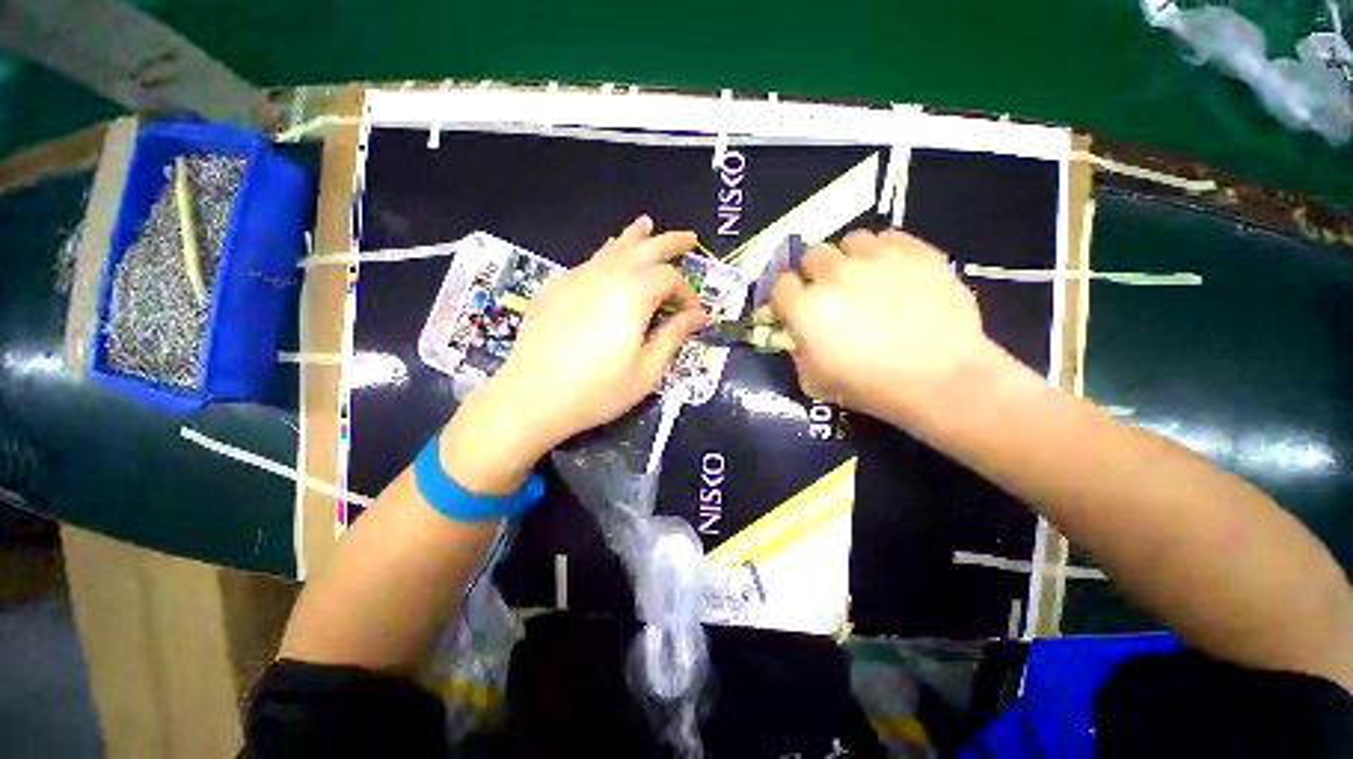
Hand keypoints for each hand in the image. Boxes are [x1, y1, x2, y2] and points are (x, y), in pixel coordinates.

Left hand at [441, 216, 708, 492]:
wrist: (532, 398)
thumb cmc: (598, 390)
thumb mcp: (647, 369)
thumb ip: (674, 336)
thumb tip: (700, 316)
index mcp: (633, 293)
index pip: (670, 278)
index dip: (687, 293)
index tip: (693, 314)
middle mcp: (606, 275)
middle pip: (645, 248)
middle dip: (670, 242)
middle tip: (690, 237)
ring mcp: (576, 277)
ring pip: (613, 248)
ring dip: (634, 237)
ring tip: (646, 224)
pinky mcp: (555, 288)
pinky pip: (589, 261)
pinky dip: (606, 253)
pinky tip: (607, 256)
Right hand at [771, 229, 1002, 421]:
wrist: (941, 381)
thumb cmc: (871, 388)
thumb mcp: (814, 381)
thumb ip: (797, 352)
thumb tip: (797, 334)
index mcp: (806, 308)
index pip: (781, 285)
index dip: (787, 296)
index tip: (795, 307)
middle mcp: (834, 275)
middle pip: (812, 256)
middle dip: (815, 273)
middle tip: (830, 292)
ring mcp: (876, 258)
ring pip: (850, 241)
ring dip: (849, 258)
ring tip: (864, 277)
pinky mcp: (915, 251)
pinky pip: (888, 237)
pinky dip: (884, 251)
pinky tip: (892, 272)